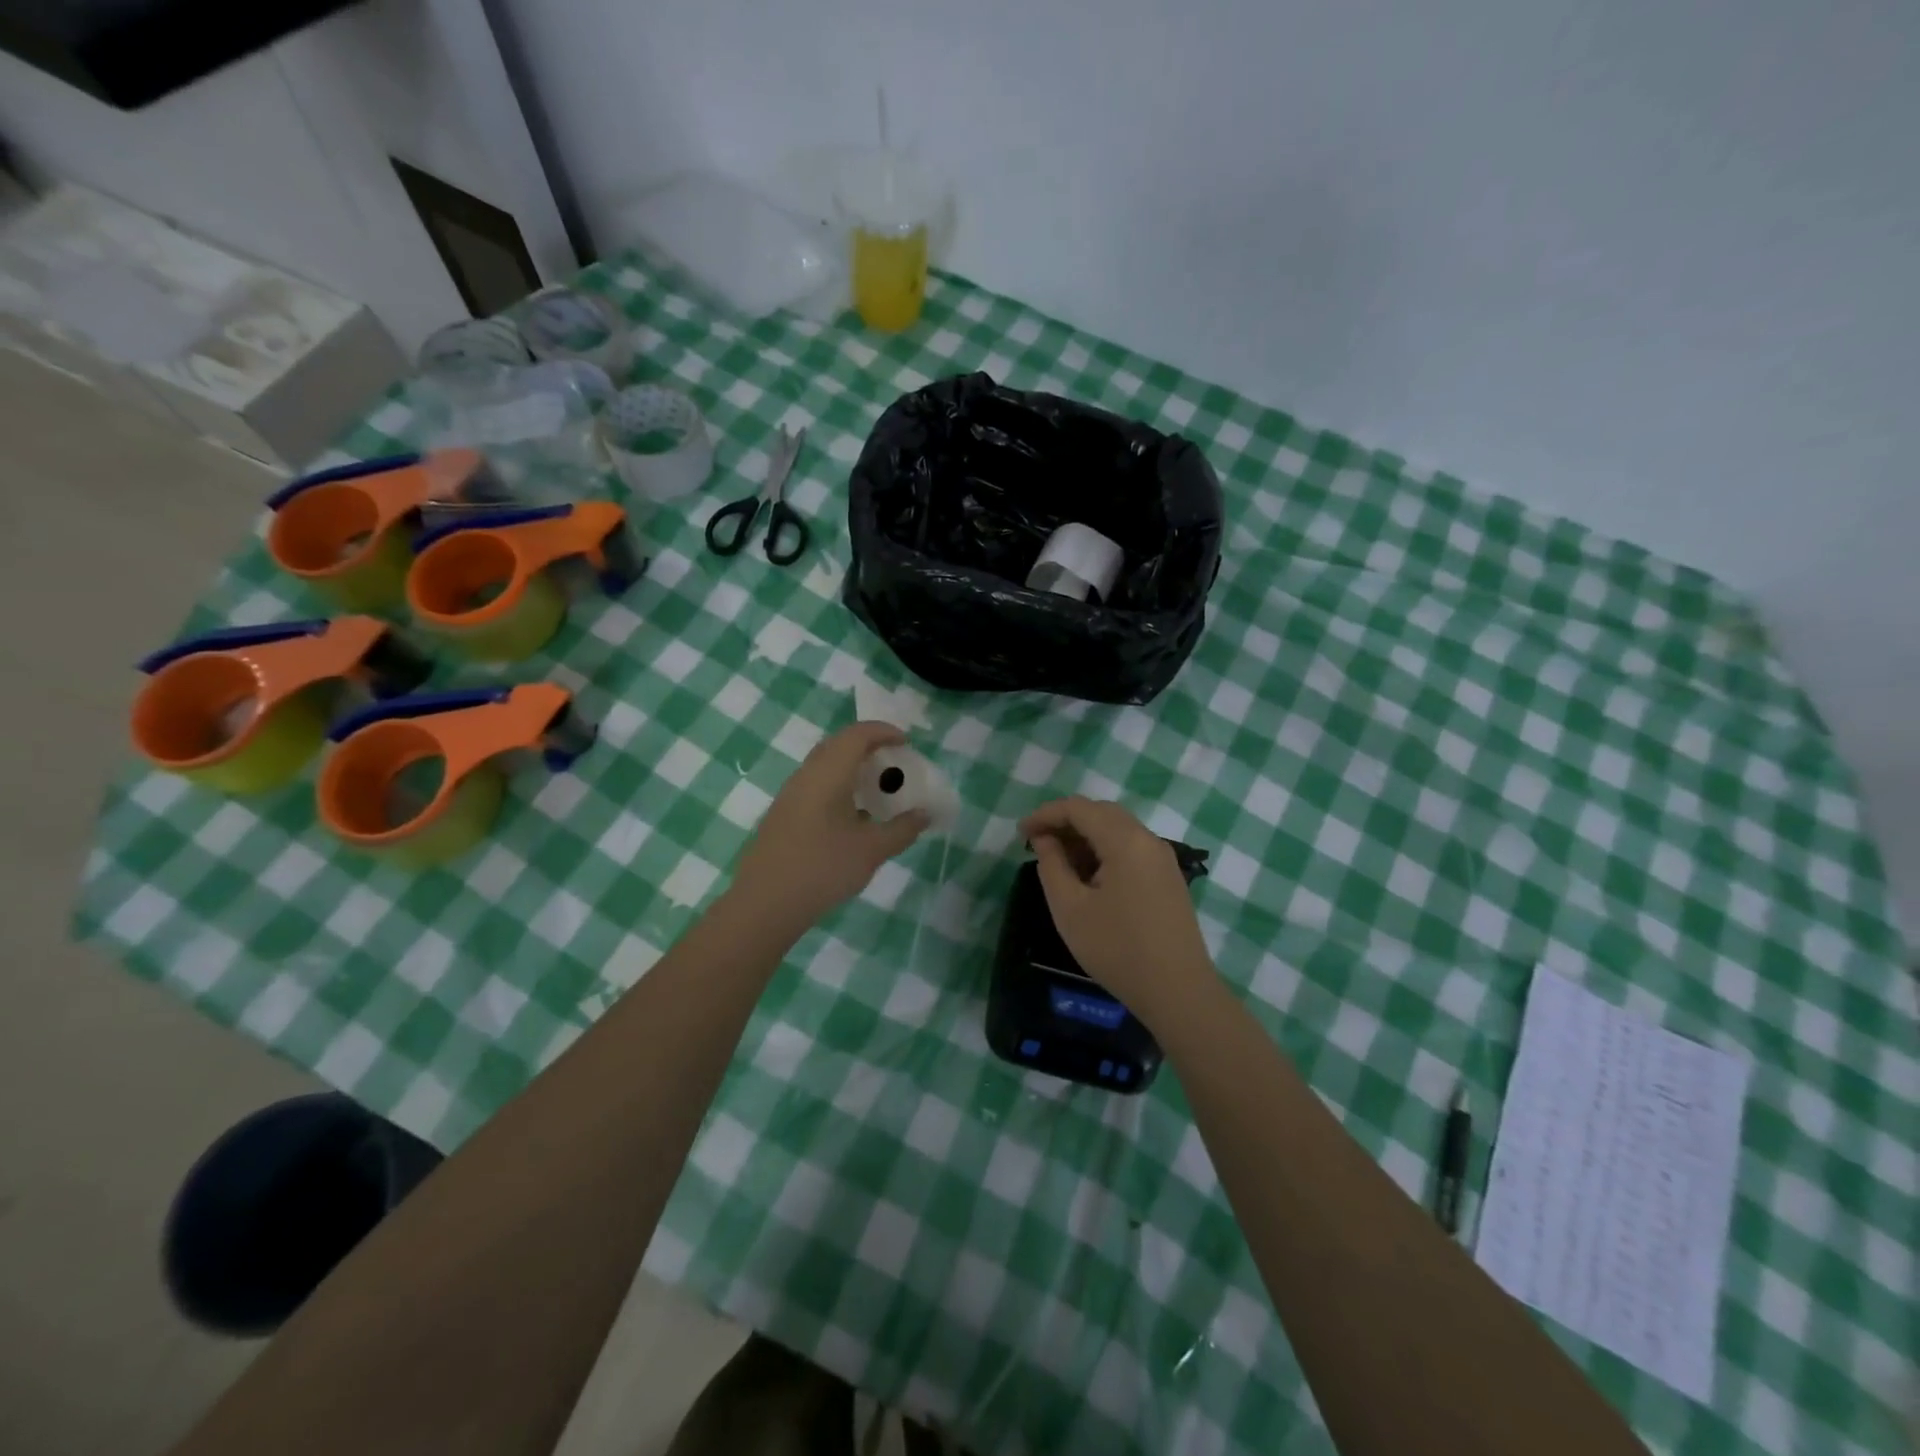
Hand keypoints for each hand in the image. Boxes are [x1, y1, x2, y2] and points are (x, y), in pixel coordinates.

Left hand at [730, 722, 929, 935]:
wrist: (764, 904)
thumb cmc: (822, 869)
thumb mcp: (871, 850)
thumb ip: (902, 829)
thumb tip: (925, 814)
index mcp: (828, 774)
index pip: (857, 735)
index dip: (884, 731)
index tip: (907, 744)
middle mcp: (806, 775)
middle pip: (838, 745)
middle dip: (869, 747)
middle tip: (894, 764)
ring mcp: (790, 795)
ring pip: (825, 766)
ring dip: (852, 769)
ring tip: (877, 790)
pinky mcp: (783, 815)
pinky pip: (816, 786)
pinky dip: (839, 787)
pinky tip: (853, 817)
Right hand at [1019, 796, 1215, 1027]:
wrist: (1178, 991)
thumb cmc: (1117, 949)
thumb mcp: (1070, 909)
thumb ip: (1051, 865)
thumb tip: (1044, 840)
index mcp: (1125, 841)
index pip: (1079, 808)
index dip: (1046, 814)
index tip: (1020, 834)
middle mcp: (1148, 839)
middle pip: (1101, 812)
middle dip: (1065, 822)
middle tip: (1037, 844)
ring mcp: (1162, 858)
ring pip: (1117, 829)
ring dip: (1085, 836)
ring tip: (1058, 861)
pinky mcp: (1167, 877)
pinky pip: (1131, 848)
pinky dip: (1104, 850)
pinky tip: (1088, 876)